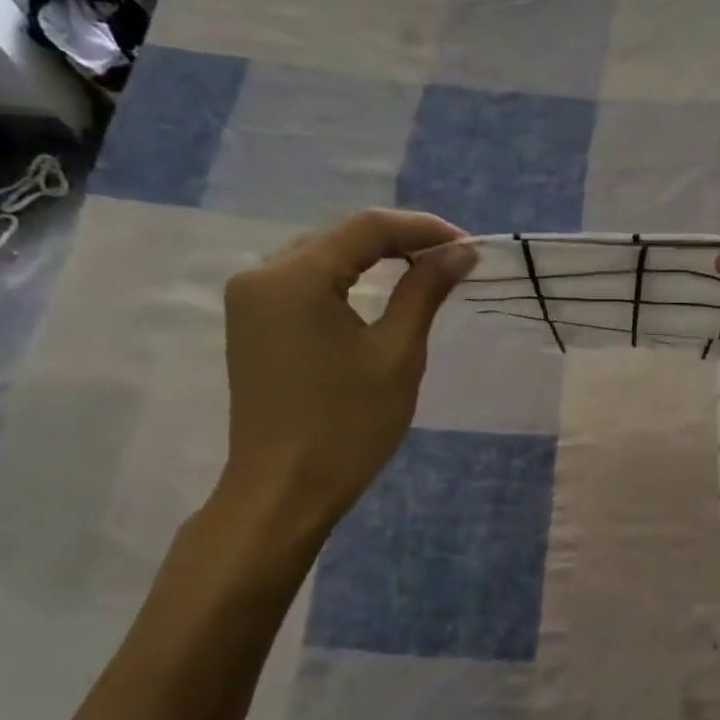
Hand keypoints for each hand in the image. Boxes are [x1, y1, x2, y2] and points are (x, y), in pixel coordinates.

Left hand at [217, 209, 473, 528]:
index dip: (424, 229)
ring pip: (322, 257)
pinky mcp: (251, 325)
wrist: (283, 491)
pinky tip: (377, 293)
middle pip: (341, 236)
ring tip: (424, 272)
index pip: (368, 228)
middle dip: (400, 241)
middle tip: (453, 260)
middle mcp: (261, 275)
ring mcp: (249, 300)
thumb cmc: (347, 426)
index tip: (470, 245)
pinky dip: (346, 281)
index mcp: (294, 277)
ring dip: (373, 260)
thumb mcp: (397, 354)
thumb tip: (460, 252)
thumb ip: (425, 292)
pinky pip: (304, 284)